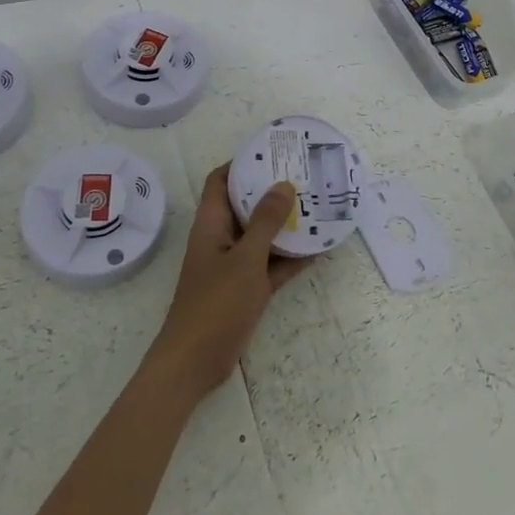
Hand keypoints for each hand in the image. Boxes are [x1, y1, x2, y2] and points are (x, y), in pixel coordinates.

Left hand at [146, 165, 309, 399]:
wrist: (195, 363)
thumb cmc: (215, 304)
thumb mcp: (245, 259)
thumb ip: (265, 222)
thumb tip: (283, 184)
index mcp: (211, 224)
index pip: (221, 181)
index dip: (242, 163)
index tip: (272, 152)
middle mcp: (221, 238)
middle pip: (245, 205)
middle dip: (272, 191)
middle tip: (305, 176)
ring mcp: (234, 265)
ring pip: (262, 235)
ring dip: (285, 224)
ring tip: (318, 206)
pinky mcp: (246, 289)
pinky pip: (271, 264)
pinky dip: (290, 257)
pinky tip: (319, 249)